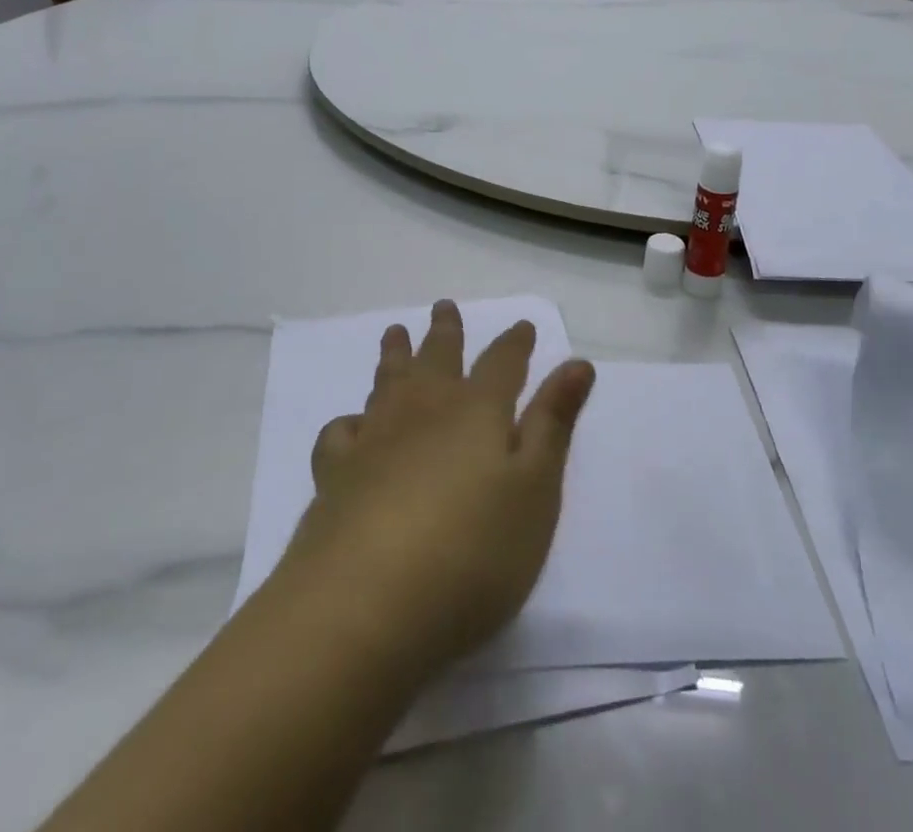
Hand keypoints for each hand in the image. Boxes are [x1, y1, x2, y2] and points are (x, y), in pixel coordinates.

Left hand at [281, 300, 595, 678]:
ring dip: (396, 354)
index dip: (516, 343)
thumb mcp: (535, 491)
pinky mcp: (336, 475)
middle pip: (438, 357)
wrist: (363, 606)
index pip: (503, 363)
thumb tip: (577, 363)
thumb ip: (553, 423)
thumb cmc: (471, 552)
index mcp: (477, 411)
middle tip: (444, 306)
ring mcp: (376, 439)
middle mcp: (426, 410)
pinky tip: (352, 426)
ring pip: (389, 381)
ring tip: (396, 333)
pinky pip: (340, 432)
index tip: (522, 325)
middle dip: (446, 331)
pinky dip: (349, 421)